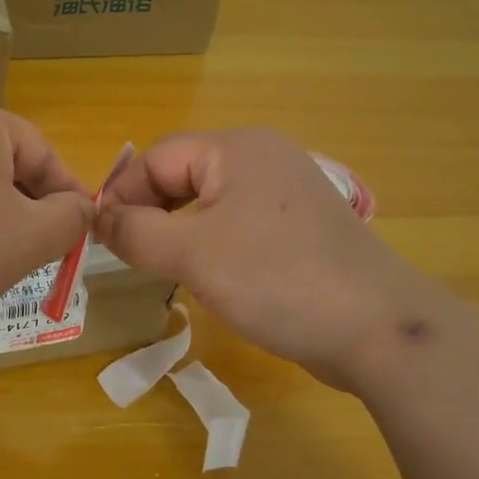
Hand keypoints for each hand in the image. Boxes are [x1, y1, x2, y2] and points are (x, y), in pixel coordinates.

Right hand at [96, 128, 418, 392]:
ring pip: (211, 200)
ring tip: (166, 267)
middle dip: (152, 212)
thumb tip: (99, 219)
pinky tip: (214, 275)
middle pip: (184, 173)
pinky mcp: (301, 225)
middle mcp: (263, 156)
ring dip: (180, 230)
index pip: (157, 157)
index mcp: (236, 148)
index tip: (103, 238)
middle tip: (132, 255)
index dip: (124, 194)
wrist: (379, 330)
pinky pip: (240, 221)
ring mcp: (287, 191)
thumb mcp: (192, 255)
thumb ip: (136, 232)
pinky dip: (214, 242)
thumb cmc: (276, 279)